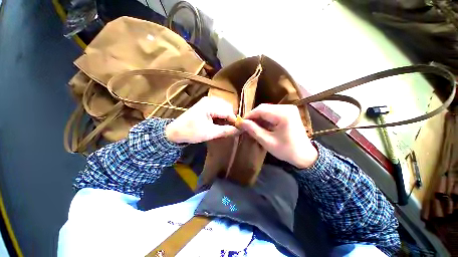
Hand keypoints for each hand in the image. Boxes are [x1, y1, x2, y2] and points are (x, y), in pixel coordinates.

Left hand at [165, 97, 238, 143]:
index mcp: (210, 105)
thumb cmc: (191, 132)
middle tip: (231, 129)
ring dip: (226, 117)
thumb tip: (240, 130)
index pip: (228, 111)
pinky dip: (221, 116)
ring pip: (224, 108)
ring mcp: (207, 101)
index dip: (235, 121)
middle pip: (227, 108)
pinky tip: (219, 123)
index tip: (239, 130)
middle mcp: (210, 100)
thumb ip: (226, 130)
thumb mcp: (210, 133)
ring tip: (225, 127)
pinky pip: (218, 108)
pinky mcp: (205, 105)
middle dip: (230, 118)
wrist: (175, 132)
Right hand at [240, 104, 317, 168]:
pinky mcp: (288, 112)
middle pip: (264, 108)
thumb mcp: (267, 141)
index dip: (249, 115)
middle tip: (246, 125)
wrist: (305, 155)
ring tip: (252, 127)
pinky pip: (272, 113)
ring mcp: (289, 109)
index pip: (261, 110)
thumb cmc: (287, 150)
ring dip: (259, 118)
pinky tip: (261, 126)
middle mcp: (287, 107)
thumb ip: (254, 130)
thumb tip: (241, 122)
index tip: (241, 123)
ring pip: (267, 110)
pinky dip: (265, 119)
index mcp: (283, 114)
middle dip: (253, 117)